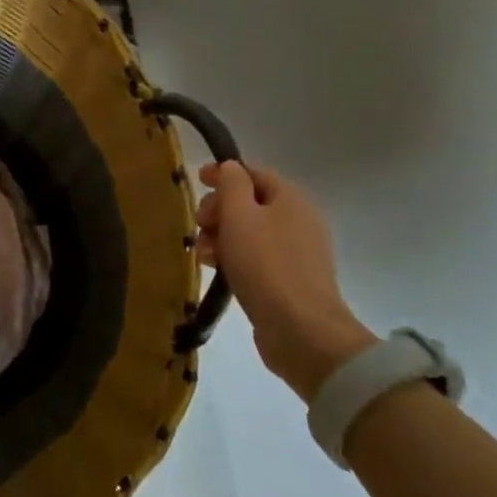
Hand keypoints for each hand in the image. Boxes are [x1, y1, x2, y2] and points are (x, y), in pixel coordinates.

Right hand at [197, 161, 377, 402]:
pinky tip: (217, 271)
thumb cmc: (265, 263)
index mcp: (291, 199)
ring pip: (248, 233)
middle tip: (200, 225)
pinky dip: (233, 258)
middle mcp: (298, 221)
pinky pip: (255, 258)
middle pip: (249, 203)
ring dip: (220, 237)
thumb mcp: (240, 214)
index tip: (196, 181)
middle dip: (218, 210)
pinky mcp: (288, 281)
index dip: (223, 173)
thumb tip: (230, 167)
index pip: (253, 173)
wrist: (300, 329)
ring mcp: (296, 253)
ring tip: (204, 255)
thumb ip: (231, 184)